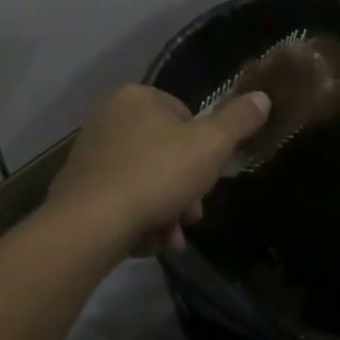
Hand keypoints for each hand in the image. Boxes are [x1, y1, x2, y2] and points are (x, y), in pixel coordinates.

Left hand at [48, 84, 271, 255]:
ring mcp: (90, 152)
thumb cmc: (156, 174)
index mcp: (138, 98)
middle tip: (192, 217)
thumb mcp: (210, 146)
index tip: (208, 179)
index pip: (184, 116)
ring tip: (170, 239)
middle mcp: (109, 117)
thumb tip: (263, 97)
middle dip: (184, 189)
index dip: (203, 150)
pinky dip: (137, 220)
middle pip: (164, 153)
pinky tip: (146, 242)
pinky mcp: (77, 187)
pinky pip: (119, 200)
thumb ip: (238, 121)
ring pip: (144, 181)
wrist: (91, 222)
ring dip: (164, 211)